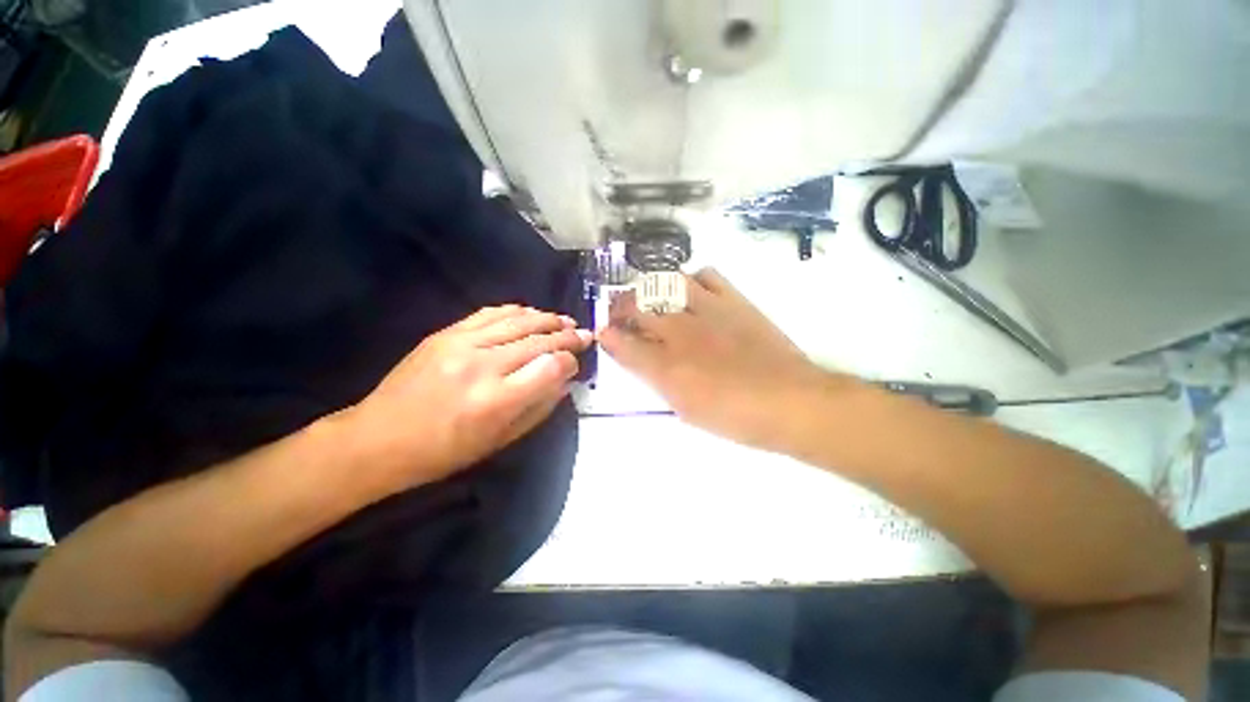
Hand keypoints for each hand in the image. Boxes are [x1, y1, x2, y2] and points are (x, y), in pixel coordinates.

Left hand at [349, 305, 591, 488]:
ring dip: (547, 318)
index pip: (551, 366)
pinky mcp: (445, 333)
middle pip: (539, 340)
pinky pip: (490, 313)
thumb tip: (564, 381)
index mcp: (497, 400)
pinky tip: (532, 313)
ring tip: (566, 320)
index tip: (575, 364)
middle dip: (567, 336)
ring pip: (518, 320)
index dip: (570, 361)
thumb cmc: (443, 452)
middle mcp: (482, 365)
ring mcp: (461, 344)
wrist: (377, 439)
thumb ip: (539, 408)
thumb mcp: (500, 441)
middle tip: (584, 335)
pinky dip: (517, 311)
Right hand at [600, 269, 838, 452]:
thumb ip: (655, 379)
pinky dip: (691, 279)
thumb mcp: (685, 408)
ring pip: (665, 282)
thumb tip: (635, 357)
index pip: (622, 342)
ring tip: (650, 296)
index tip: (604, 332)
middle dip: (620, 306)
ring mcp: (707, 310)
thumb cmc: (734, 415)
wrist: (790, 401)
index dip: (608, 336)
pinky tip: (691, 292)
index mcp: (666, 365)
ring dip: (650, 287)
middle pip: (637, 305)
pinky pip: (706, 275)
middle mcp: (680, 331)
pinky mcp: (733, 300)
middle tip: (619, 312)